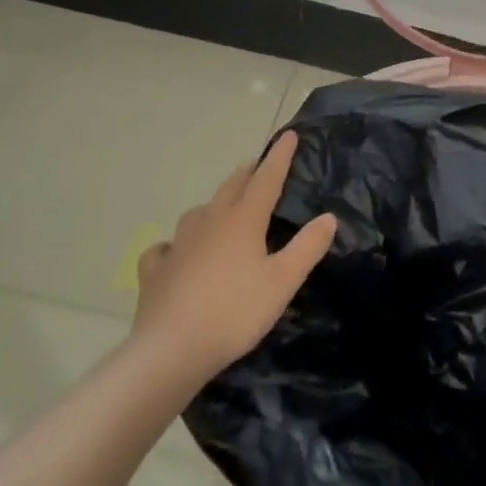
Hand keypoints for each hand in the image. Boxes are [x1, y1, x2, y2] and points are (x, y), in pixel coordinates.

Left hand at [132, 131, 337, 383]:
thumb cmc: (235, 312)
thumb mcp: (283, 281)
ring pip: (199, 212)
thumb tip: (329, 217)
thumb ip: (307, 247)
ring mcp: (178, 245)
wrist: (171, 350)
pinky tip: (175, 253)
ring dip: (215, 204)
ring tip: (223, 209)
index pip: (266, 179)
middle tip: (258, 167)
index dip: (279, 157)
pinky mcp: (155, 270)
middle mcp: (210, 222)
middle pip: (231, 187)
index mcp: (244, 220)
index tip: (288, 135)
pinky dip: (175, 245)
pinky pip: (166, 248)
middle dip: (248, 173)